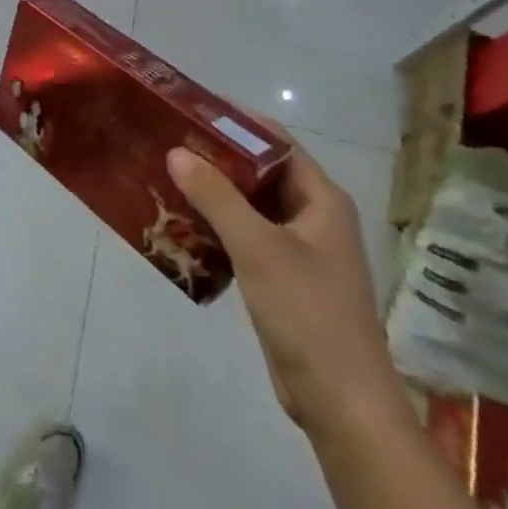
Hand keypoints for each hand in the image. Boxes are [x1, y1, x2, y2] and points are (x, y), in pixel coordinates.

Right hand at [168, 146, 410, 443]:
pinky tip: (182, 223)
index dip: (238, 122)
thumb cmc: (307, 313)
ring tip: (167, 175)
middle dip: (219, 157)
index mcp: (322, 200)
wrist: (340, 401)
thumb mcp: (258, 248)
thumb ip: (217, 197)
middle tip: (170, 141)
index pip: (278, 142)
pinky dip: (217, 225)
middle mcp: (313, 217)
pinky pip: (246, 236)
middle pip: (262, 172)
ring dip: (214, 192)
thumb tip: (177, 152)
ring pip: (251, 206)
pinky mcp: (283, 277)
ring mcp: (299, 249)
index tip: (193, 108)